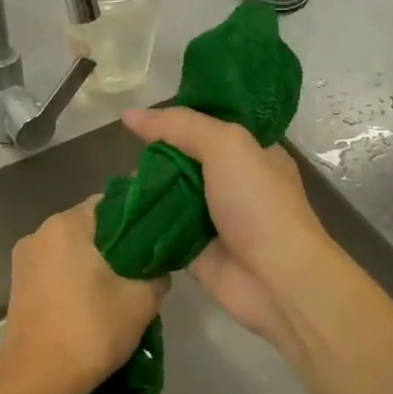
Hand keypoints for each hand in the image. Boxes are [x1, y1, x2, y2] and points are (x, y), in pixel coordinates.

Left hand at [0, 198, 167, 393]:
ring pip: (73, 248)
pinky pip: (57, 268)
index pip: (113, 203)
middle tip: (146, 268)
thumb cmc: (90, 332)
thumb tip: (158, 267)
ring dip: (97, 263)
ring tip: (122, 288)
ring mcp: (24, 259)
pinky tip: (95, 301)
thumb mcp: (141, 301)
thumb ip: (157, 273)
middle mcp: (40, 232)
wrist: (36, 380)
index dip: (141, 219)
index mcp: (67, 225)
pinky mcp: (18, 284)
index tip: (160, 240)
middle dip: (119, 244)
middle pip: (91, 226)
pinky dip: (77, 277)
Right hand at [122, 107, 336, 358]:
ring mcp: (213, 218)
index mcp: (250, 151)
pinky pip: (161, 230)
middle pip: (183, 160)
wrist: (275, 279)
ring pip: (169, 195)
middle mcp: (232, 182)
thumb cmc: (258, 205)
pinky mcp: (194, 250)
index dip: (177, 119)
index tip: (141, 119)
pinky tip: (117, 215)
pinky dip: (142, 224)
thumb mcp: (226, 146)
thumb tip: (129, 115)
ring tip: (117, 187)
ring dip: (144, 192)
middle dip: (154, 158)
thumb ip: (180, 126)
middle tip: (127, 158)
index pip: (208, 124)